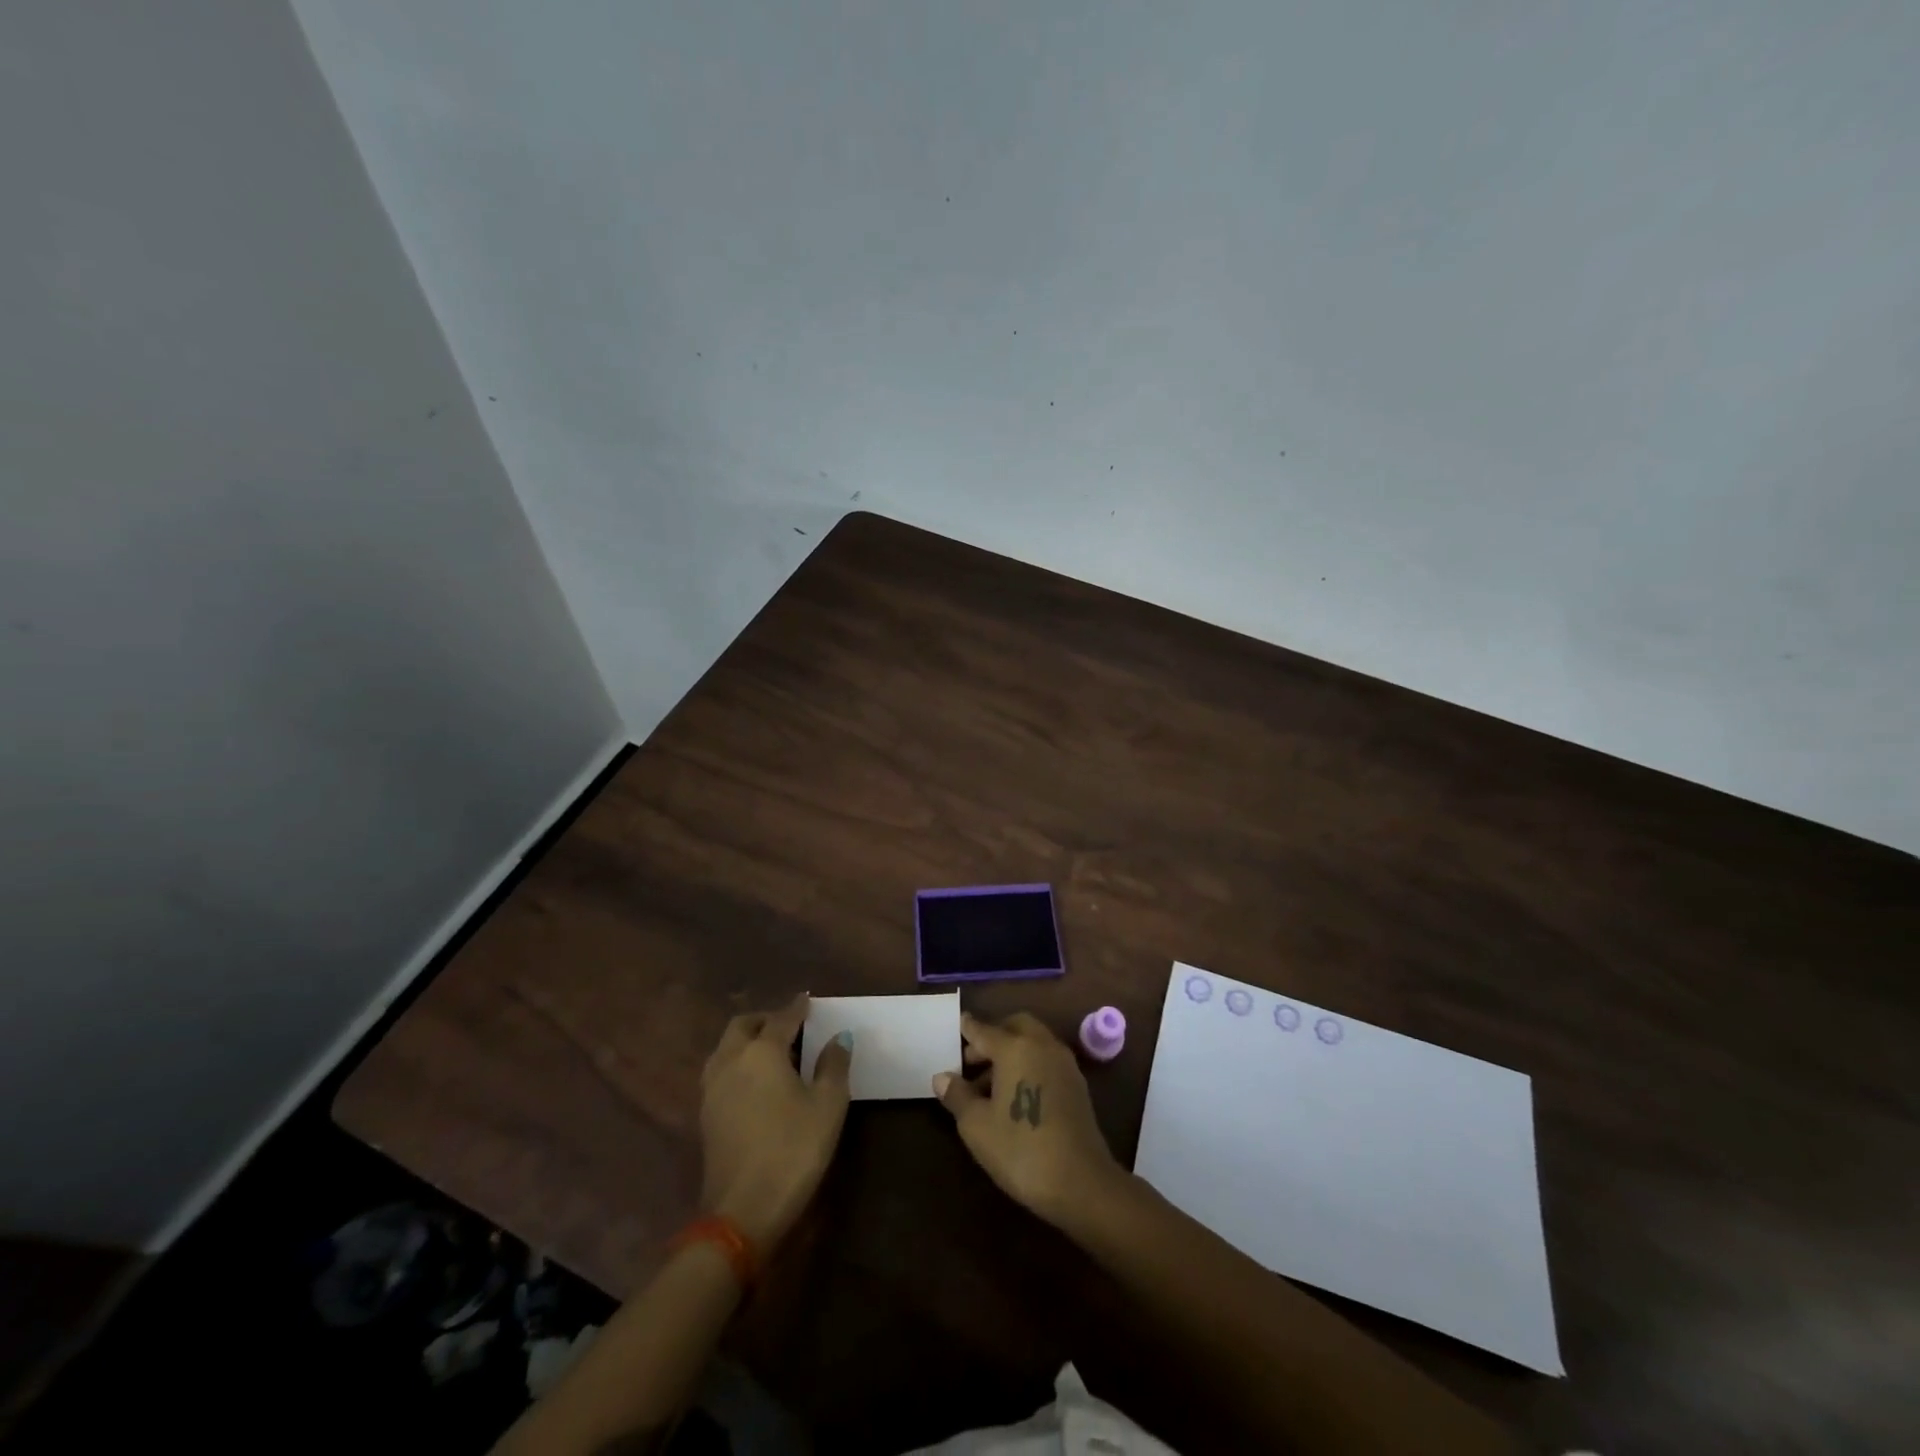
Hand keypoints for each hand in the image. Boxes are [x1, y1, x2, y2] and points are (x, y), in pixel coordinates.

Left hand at [699, 994, 851, 1256]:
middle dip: (765, 1019)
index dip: (797, 1008)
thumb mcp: (828, 1106)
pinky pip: (721, 1072)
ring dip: (746, 1040)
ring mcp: (712, 1090)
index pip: (781, 1018)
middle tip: (788, 1025)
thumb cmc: (793, 1150)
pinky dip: (737, 1063)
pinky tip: (755, 1082)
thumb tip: (839, 1038)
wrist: (742, 1212)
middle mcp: (731, 1061)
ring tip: (772, 1052)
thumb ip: (834, 1065)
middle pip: (743, 1026)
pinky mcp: (706, 1116)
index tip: (807, 999)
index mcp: (762, 1052)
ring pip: (726, 1048)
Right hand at [933, 1012, 1123, 1226]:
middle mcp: (1042, 1045)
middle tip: (972, 1061)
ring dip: (1011, 1051)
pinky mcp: (1076, 1084)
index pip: (984, 1030)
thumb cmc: (1021, 1150)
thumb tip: (942, 1077)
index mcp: (1015, 1047)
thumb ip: (958, 1095)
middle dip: (993, 1036)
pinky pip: (1046, 1059)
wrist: (1081, 1182)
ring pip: (1033, 1042)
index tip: (958, 1025)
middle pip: (1014, 1026)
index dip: (968, 1029)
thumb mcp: (977, 1126)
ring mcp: (1063, 1063)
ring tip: (988, 1085)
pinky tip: (1016, 1095)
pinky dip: (1029, 1063)